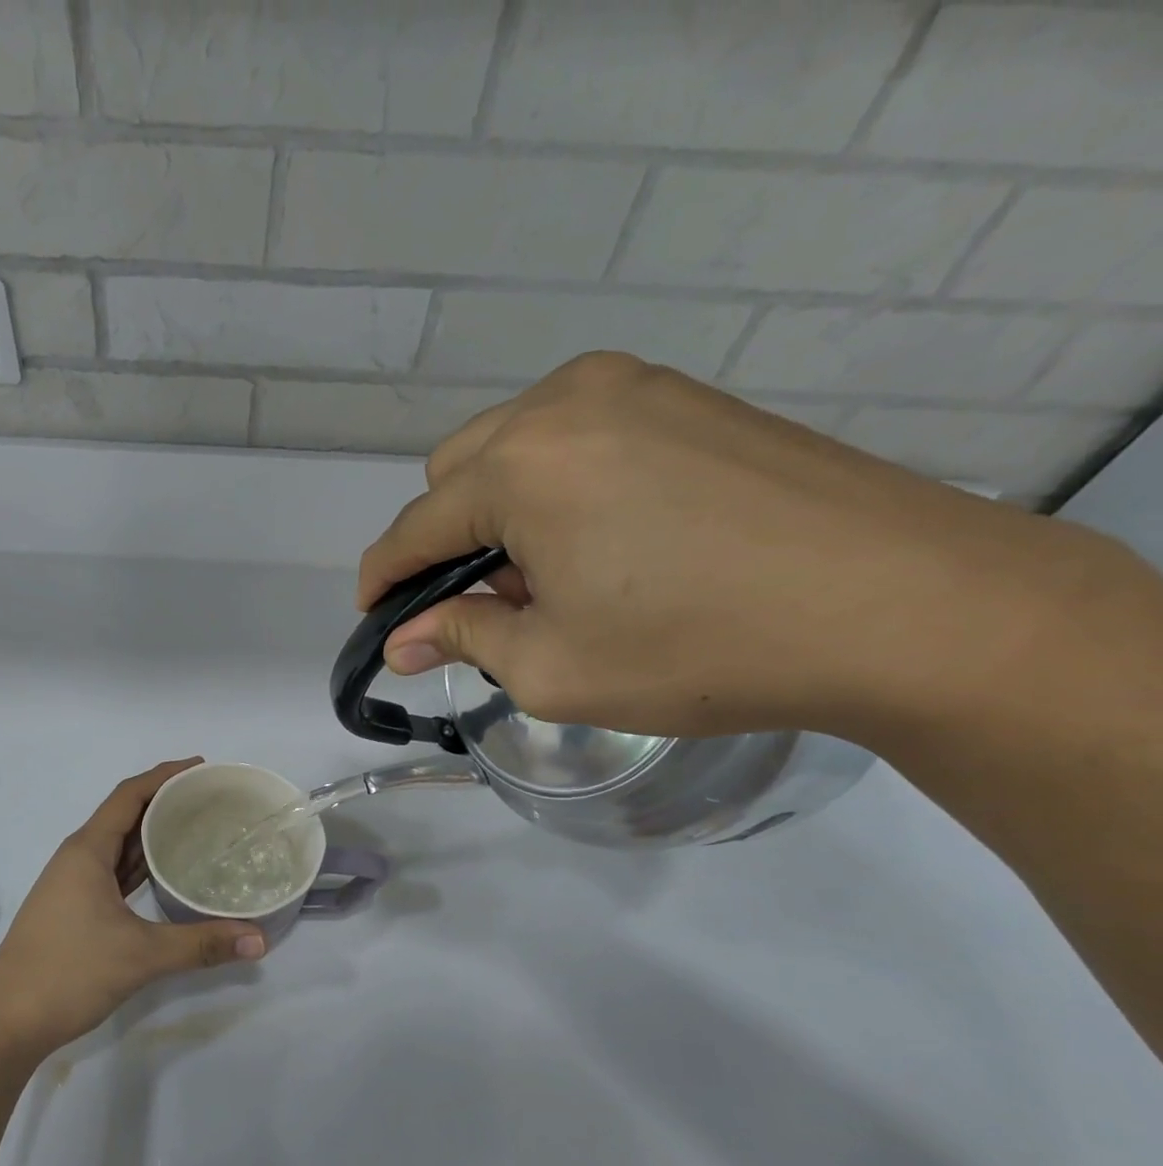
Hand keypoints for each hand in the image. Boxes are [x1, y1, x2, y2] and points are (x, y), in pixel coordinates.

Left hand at [0, 760, 265, 1055]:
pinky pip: (114, 872)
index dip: (165, 776)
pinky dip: (141, 865)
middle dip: (165, 802)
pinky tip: (167, 874)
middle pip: (125, 815)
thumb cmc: (68, 972)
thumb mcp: (140, 955)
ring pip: (119, 846)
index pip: (129, 795)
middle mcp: (78, 858)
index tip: (203, 768)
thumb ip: (201, 944)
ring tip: (198, 828)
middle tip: (211, 800)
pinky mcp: (75, 909)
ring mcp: (74, 884)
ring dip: (153, 834)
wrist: (6, 1021)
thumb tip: (259, 940)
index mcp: (87, 850)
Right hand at [359, 351, 1098, 739]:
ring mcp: (629, 387)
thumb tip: (400, 641)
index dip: (382, 580)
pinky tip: (599, 538)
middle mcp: (561, 404)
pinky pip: (573, 434)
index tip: (375, 620)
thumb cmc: (698, 648)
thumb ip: (462, 638)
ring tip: (544, 576)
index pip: (413, 528)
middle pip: (453, 473)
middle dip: (444, 541)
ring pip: (510, 446)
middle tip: (481, 605)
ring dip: (497, 510)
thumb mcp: (552, 668)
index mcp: (520, 467)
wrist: (901, 604)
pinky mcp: (682, 395)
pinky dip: (554, 484)